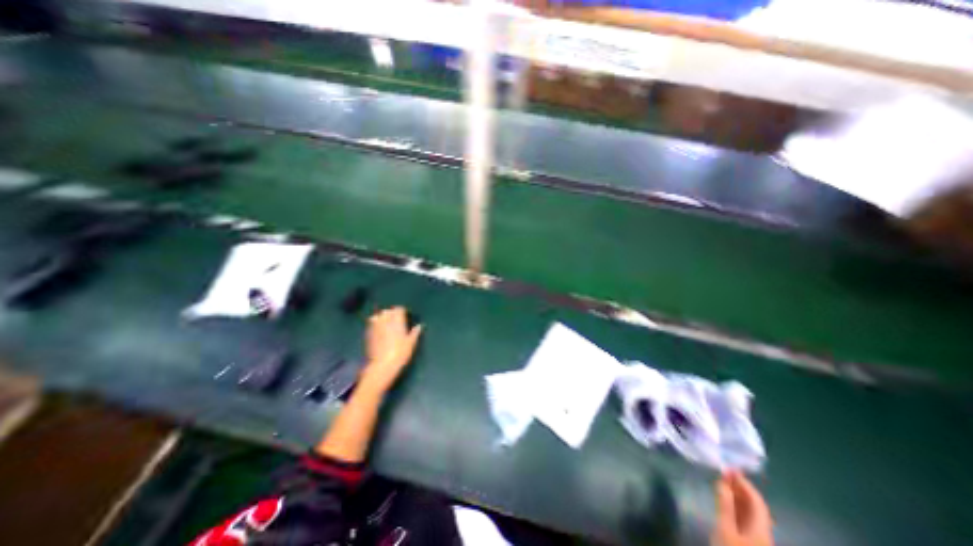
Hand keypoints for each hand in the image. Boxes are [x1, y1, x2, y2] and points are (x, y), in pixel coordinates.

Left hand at [356, 307, 416, 391]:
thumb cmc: (400, 353)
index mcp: (397, 321)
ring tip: (386, 323)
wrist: (382, 365)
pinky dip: (375, 324)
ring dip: (382, 317)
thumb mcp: (411, 343)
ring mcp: (375, 326)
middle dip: (392, 313)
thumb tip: (419, 326)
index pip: (398, 309)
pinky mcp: (368, 334)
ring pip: (377, 316)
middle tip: (396, 320)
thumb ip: (415, 332)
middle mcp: (385, 320)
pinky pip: (371, 324)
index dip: (402, 311)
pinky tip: (379, 331)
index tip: (405, 316)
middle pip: (387, 311)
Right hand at [712, 470, 772, 545]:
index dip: (745, 484)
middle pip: (755, 508)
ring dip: (737, 497)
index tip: (730, 469)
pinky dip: (736, 507)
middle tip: (725, 473)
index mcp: (761, 530)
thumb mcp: (724, 529)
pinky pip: (745, 520)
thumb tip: (723, 481)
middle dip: (741, 489)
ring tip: (723, 483)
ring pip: (750, 514)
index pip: (757, 502)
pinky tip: (726, 502)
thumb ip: (724, 505)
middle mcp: (763, 534)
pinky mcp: (748, 542)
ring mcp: (757, 539)